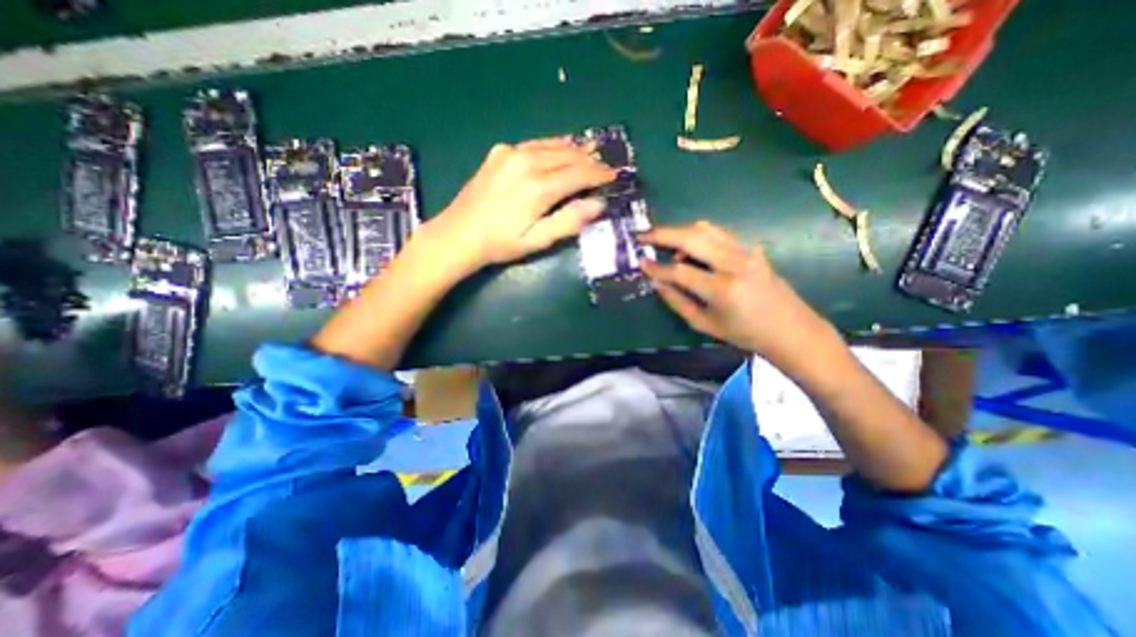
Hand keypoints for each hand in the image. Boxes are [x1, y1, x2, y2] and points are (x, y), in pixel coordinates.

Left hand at [427, 137, 619, 267]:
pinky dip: (552, 145)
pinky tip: (560, 147)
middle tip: (605, 166)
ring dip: (574, 149)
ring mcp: (511, 153)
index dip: (599, 175)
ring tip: (591, 150)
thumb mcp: (538, 241)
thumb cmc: (501, 244)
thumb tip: (598, 204)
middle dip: (590, 160)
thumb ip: (569, 221)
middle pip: (568, 156)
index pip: (579, 174)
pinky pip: (535, 144)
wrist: (459, 234)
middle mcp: (526, 162)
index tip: (614, 175)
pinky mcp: (500, 152)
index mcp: (538, 187)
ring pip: (553, 145)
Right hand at [644, 219, 837, 366]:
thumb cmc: (744, 333)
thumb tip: (656, 283)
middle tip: (642, 236)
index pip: (680, 271)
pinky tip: (689, 248)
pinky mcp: (751, 249)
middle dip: (662, 234)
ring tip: (663, 242)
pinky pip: (718, 234)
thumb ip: (677, 301)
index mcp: (722, 289)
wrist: (790, 329)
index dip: (657, 268)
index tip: (640, 263)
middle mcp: (734, 264)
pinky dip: (698, 236)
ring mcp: (746, 252)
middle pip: (692, 238)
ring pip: (706, 229)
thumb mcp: (704, 324)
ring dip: (680, 231)